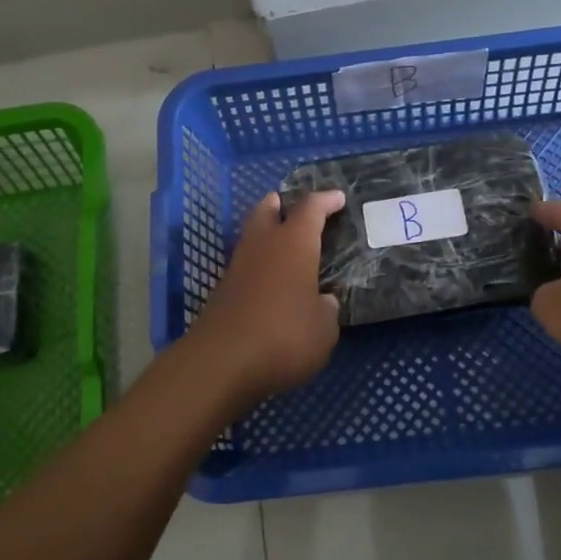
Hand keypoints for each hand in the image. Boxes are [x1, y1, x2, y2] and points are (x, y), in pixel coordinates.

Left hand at [186, 189, 345, 413]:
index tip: (338, 197)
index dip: (326, 200)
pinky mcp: (222, 291)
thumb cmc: (285, 336)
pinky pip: (246, 265)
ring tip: (287, 246)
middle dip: (282, 204)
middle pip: (268, 209)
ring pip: (253, 236)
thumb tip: (322, 301)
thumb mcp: (324, 329)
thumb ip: (326, 309)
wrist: (222, 362)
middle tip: (295, 207)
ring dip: (268, 234)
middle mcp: (263, 245)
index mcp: (294, 243)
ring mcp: (238, 267)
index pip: (311, 208)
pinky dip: (260, 264)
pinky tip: (272, 282)